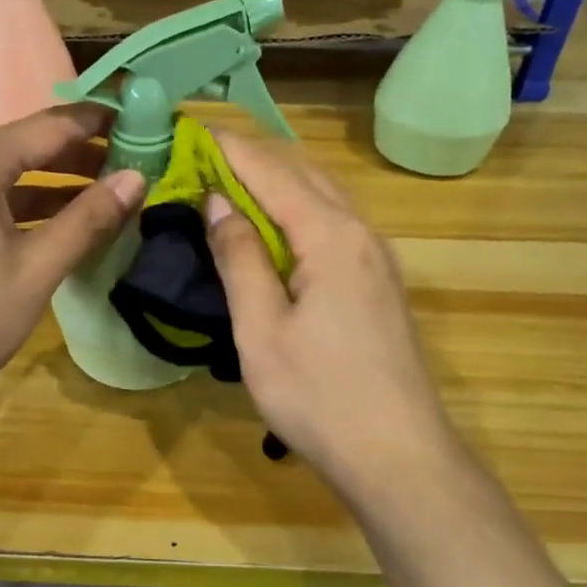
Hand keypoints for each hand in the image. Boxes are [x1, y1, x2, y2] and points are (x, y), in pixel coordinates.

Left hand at [0, 106, 145, 411]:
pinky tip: (43, 226)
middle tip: (124, 166)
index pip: (49, 126)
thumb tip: (135, 178)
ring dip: (45, 185)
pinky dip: (13, 205)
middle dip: (74, 157)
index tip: (136, 120)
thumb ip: (88, 219)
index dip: (96, 123)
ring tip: (94, 198)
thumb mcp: (37, 268)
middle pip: (21, 147)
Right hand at [203, 130, 448, 492]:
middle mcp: (362, 234)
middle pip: (304, 175)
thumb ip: (239, 258)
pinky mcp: (379, 285)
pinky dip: (297, 213)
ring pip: (324, 199)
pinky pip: (334, 227)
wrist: (398, 455)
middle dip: (253, 159)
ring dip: (277, 185)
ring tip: (230, 187)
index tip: (189, 130)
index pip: (273, 172)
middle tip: (202, 158)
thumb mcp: (261, 329)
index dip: (229, 149)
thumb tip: (218, 202)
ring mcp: (377, 260)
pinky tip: (273, 233)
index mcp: (332, 236)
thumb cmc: (319, 395)